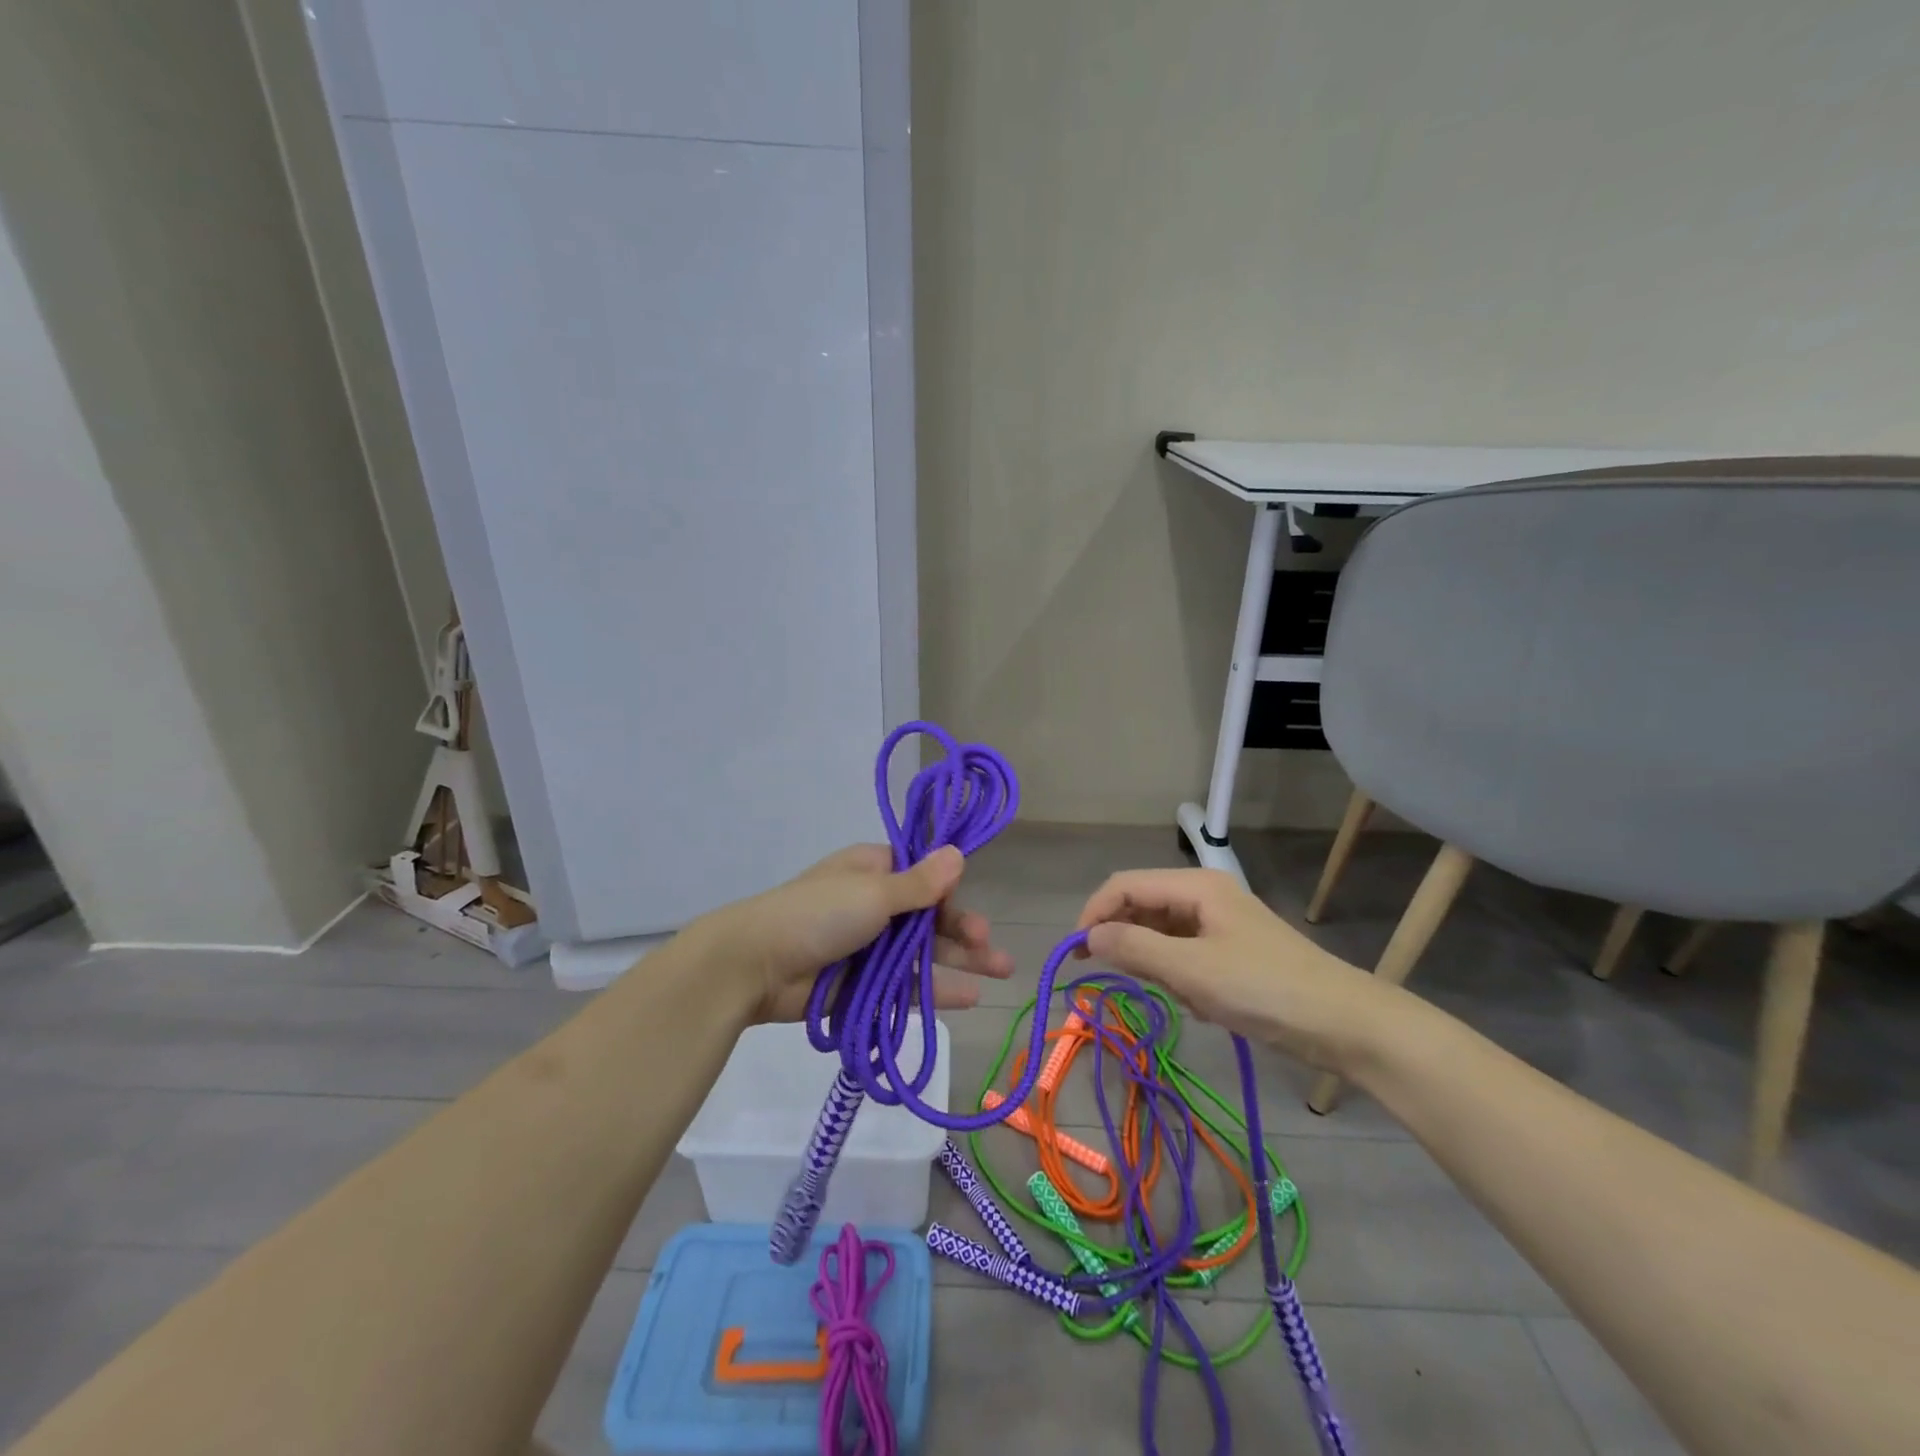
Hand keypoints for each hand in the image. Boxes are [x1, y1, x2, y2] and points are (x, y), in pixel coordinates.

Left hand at [703, 844, 1012, 1024]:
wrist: (755, 965)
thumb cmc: (818, 914)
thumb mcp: (874, 892)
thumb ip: (920, 883)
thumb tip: (958, 851)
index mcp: (873, 871)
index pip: (923, 876)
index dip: (949, 892)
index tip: (967, 906)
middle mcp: (874, 904)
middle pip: (929, 918)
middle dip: (964, 931)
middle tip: (993, 949)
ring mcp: (869, 947)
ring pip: (922, 953)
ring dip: (960, 961)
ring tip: (1000, 972)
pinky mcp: (862, 983)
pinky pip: (905, 985)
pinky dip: (935, 989)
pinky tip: (968, 997)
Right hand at [1075, 868, 1402, 1075]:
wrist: (1345, 1024)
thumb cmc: (1264, 989)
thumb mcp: (1191, 971)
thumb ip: (1134, 949)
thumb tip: (1088, 938)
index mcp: (1195, 886)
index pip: (1124, 884)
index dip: (1094, 913)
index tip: (1076, 954)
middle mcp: (1204, 896)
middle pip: (1142, 906)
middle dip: (1125, 941)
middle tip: (1117, 979)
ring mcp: (1219, 924)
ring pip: (1162, 934)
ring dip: (1155, 964)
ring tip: (1175, 995)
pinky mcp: (1231, 952)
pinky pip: (1184, 955)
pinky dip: (1179, 977)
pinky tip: (1198, 1003)